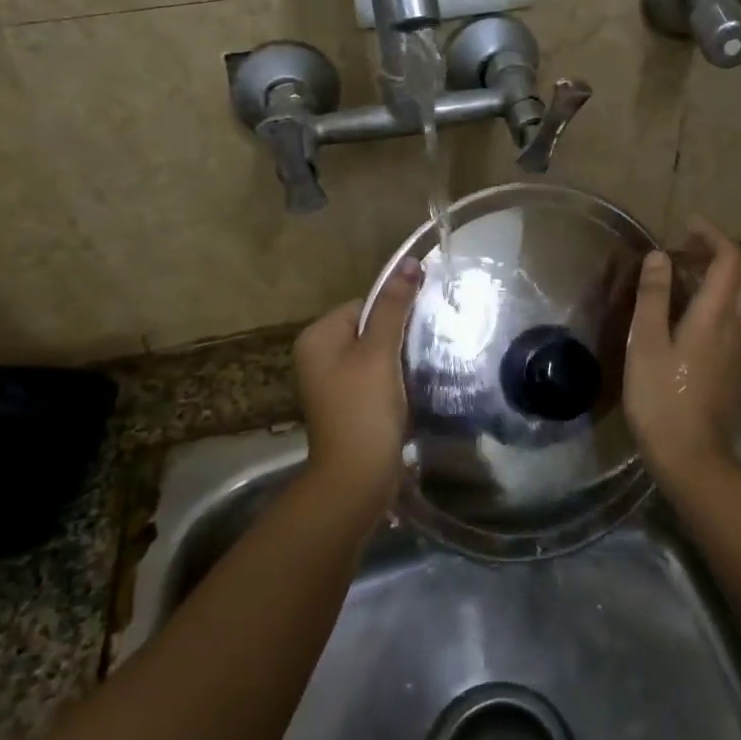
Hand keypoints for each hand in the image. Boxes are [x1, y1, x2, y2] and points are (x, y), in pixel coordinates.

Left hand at [294, 257, 422, 507]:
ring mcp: (331, 382)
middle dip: (397, 337)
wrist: (357, 477)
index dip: (394, 313)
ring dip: (398, 360)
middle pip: (369, 327)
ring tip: (419, 370)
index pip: (364, 303)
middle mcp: (318, 355)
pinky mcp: (347, 403)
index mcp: (317, 336)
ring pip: (375, 354)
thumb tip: (409, 262)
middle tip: (423, 349)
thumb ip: (394, 307)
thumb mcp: (380, 352)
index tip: (418, 330)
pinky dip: (393, 380)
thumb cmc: (364, 408)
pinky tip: (410, 391)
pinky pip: (374, 377)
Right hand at [624, 218, 740, 480]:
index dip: (714, 235)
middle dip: (727, 251)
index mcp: (715, 315)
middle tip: (693, 251)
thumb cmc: (658, 397)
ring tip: (712, 278)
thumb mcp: (643, 343)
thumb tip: (658, 255)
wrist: (691, 454)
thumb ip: (652, 296)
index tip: (689, 227)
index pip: (730, 259)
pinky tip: (726, 314)